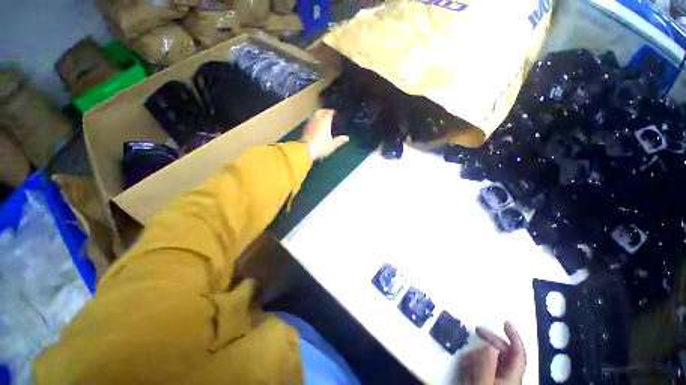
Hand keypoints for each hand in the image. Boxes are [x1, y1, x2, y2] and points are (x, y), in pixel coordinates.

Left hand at [301, 109, 348, 160]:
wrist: (306, 150)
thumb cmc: (321, 147)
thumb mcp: (333, 145)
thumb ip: (339, 140)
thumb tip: (347, 138)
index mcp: (325, 122)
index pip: (329, 113)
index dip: (332, 112)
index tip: (335, 113)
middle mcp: (317, 120)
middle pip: (320, 111)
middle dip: (324, 110)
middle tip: (328, 112)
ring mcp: (310, 124)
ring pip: (314, 114)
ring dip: (318, 113)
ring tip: (321, 116)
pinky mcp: (305, 128)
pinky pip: (310, 120)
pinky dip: (314, 119)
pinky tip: (315, 124)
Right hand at [459, 322, 525, 384]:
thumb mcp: (482, 384)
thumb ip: (486, 365)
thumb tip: (489, 345)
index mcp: (512, 377)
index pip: (518, 353)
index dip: (514, 337)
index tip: (505, 322)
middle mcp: (508, 377)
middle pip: (504, 353)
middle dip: (490, 341)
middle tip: (477, 331)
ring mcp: (497, 379)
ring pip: (491, 360)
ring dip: (478, 356)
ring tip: (466, 363)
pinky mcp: (487, 381)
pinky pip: (483, 367)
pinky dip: (474, 364)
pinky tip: (466, 370)